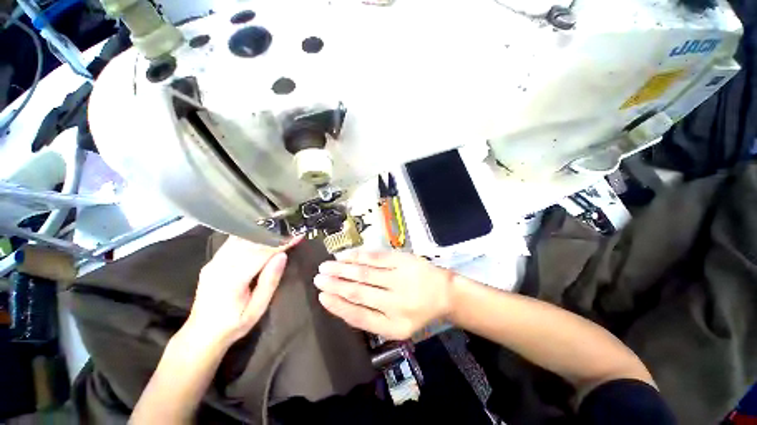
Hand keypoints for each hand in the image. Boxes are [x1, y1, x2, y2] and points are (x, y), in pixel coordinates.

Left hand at [182, 236, 300, 347]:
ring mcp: (213, 263)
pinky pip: (232, 243)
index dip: (280, 243)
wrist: (200, 335)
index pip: (260, 253)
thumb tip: (282, 256)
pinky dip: (249, 237)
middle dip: (272, 235)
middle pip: (250, 243)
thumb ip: (269, 282)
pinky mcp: (212, 262)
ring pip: (240, 240)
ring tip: (279, 229)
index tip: (296, 235)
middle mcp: (219, 266)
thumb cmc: (233, 325)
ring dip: (261, 233)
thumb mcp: (257, 310)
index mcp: (232, 280)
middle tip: (290, 229)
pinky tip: (260, 234)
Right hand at [314, 251, 454, 339]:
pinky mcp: (403, 260)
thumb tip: (341, 303)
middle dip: (335, 284)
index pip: (358, 316)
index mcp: (394, 326)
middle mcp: (396, 303)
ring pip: (364, 272)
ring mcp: (400, 279)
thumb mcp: (396, 325)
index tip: (321, 296)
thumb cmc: (417, 310)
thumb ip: (371, 318)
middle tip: (318, 277)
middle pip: (358, 292)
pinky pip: (376, 257)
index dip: (337, 306)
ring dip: (342, 268)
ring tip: (326, 265)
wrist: (443, 292)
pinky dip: (358, 255)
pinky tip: (345, 255)